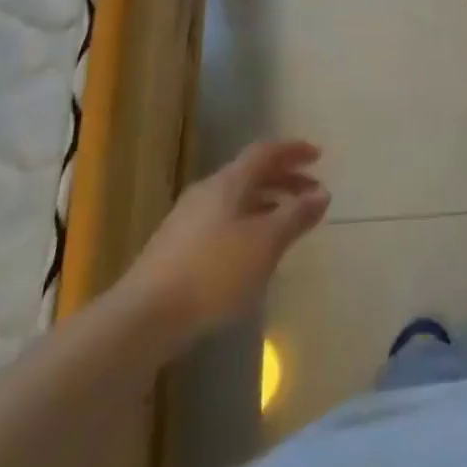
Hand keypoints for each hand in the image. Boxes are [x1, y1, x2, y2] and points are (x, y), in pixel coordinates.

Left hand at [127, 140, 329, 337]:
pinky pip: (223, 220)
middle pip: (251, 174)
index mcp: (229, 182)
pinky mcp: (176, 246)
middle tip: (312, 192)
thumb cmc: (214, 271)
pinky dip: (248, 222)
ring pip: (237, 199)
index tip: (318, 155)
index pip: (265, 152)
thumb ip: (296, 215)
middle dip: (285, 179)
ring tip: (288, 223)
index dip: (292, 150)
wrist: (144, 317)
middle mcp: (207, 191)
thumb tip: (322, 193)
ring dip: (267, 203)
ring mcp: (188, 219)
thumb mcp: (266, 243)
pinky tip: (254, 250)